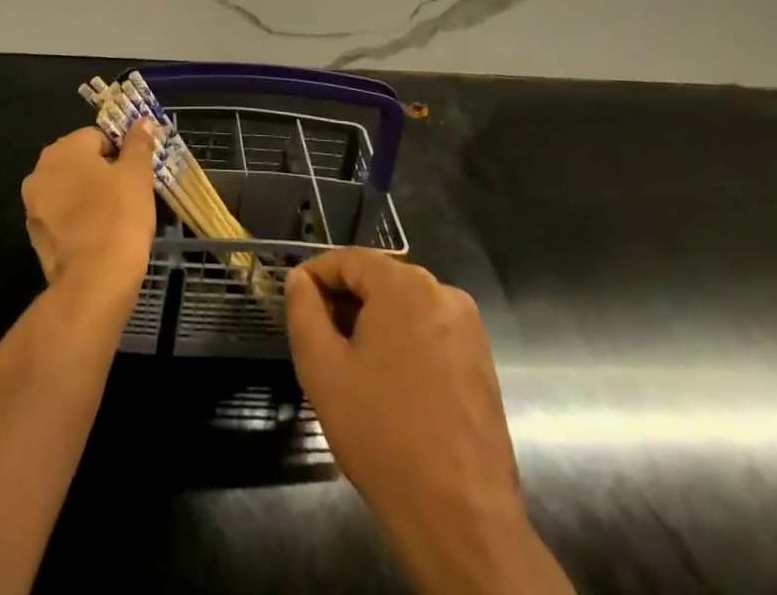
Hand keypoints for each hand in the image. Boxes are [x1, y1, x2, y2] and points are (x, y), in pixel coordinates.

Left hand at [21, 123, 157, 309]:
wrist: (95, 283)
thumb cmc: (119, 217)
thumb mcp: (137, 175)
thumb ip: (138, 144)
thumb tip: (142, 121)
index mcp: (62, 150)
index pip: (97, 137)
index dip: (120, 153)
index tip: (135, 175)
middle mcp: (40, 172)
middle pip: (79, 162)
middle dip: (102, 173)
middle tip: (128, 194)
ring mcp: (33, 206)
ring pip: (69, 190)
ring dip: (88, 196)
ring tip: (115, 218)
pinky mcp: (35, 237)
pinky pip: (62, 217)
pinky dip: (78, 220)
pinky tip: (99, 236)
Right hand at [287, 250, 570, 594]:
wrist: (461, 518)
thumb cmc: (382, 434)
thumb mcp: (322, 368)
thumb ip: (303, 311)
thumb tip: (300, 280)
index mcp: (405, 285)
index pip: (348, 259)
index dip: (316, 276)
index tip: (295, 303)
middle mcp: (442, 293)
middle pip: (379, 280)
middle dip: (345, 302)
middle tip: (318, 340)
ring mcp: (468, 328)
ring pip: (405, 308)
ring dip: (373, 324)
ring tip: (350, 366)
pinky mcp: (482, 362)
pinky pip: (430, 333)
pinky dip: (404, 344)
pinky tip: (388, 386)